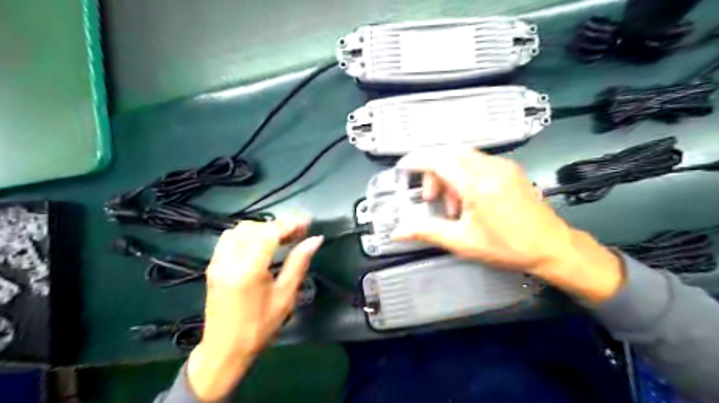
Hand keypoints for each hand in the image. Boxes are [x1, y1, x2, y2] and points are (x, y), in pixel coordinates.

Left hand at [186, 219, 320, 400]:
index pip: (268, 233)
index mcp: (248, 271)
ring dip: (262, 228)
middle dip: (277, 225)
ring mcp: (217, 262)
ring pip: (239, 229)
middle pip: (253, 227)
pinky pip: (229, 238)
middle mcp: (228, 261)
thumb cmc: (259, 327)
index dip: (289, 224)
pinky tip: (260, 245)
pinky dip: (247, 234)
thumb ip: (298, 263)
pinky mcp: (212, 265)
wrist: (224, 350)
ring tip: (280, 238)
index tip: (307, 223)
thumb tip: (315, 240)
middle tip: (297, 233)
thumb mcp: (285, 296)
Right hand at [392, 150, 623, 303]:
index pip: (438, 160)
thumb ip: (426, 231)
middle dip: (433, 173)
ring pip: (463, 158)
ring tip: (452, 206)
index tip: (403, 168)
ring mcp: (503, 166)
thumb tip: (397, 232)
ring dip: (449, 175)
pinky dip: (464, 176)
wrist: (553, 247)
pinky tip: (469, 200)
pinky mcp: (510, 170)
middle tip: (431, 199)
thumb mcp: (462, 241)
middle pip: (449, 154)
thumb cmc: (507, 246)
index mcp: (476, 182)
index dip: (416, 161)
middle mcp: (490, 166)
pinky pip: (478, 163)